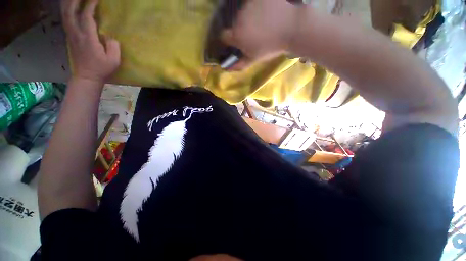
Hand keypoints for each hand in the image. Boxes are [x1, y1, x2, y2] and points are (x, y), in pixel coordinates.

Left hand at [61, 0, 120, 83]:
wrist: (87, 77)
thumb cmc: (102, 69)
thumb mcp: (114, 61)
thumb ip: (114, 46)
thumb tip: (110, 37)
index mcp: (88, 39)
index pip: (87, 17)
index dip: (91, 5)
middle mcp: (77, 34)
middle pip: (70, 12)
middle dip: (75, 0)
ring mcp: (71, 36)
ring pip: (66, 15)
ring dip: (69, 4)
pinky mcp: (70, 38)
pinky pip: (66, 20)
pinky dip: (67, 11)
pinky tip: (71, 7)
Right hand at [221, 0, 299, 69]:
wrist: (291, 28)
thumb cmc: (271, 47)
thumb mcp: (254, 59)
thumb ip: (239, 64)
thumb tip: (227, 68)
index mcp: (237, 35)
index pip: (223, 36)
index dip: (228, 40)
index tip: (234, 43)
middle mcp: (239, 18)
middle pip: (235, 24)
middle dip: (241, 29)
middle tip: (254, 34)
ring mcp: (249, 4)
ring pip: (244, 13)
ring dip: (249, 18)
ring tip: (263, 23)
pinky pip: (254, 3)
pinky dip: (258, 8)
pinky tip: (267, 13)